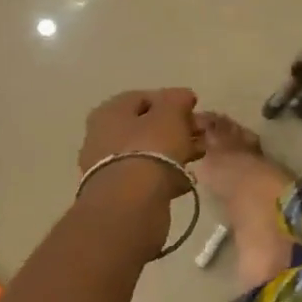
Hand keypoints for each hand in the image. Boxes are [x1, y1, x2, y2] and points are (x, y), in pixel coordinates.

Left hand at [78, 88, 202, 198]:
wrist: (131, 205)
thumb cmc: (151, 148)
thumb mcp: (170, 114)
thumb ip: (178, 99)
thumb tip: (183, 95)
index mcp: (109, 112)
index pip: (143, 98)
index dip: (171, 101)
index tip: (193, 111)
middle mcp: (101, 136)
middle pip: (145, 126)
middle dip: (175, 129)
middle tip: (200, 136)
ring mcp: (106, 167)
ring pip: (146, 152)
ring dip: (173, 152)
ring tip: (197, 158)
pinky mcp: (116, 194)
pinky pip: (145, 177)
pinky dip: (164, 176)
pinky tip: (184, 181)